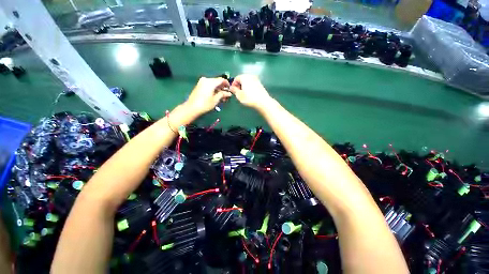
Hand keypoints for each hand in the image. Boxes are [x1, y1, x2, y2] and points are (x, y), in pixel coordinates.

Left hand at [186, 77, 231, 114]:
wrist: (192, 108)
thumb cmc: (205, 104)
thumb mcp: (216, 99)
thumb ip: (223, 94)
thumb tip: (229, 93)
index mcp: (210, 82)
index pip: (222, 80)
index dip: (227, 84)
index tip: (230, 90)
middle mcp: (206, 79)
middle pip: (217, 82)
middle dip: (223, 88)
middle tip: (227, 96)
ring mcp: (202, 82)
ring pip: (213, 84)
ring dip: (218, 90)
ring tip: (222, 98)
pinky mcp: (199, 86)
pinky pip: (209, 86)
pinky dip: (213, 90)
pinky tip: (216, 96)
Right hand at [230, 75, 271, 110]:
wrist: (263, 102)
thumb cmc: (249, 98)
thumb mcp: (239, 95)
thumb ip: (234, 90)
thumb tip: (231, 88)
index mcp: (244, 77)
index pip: (236, 78)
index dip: (233, 84)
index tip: (233, 91)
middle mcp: (251, 76)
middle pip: (242, 79)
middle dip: (239, 85)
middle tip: (238, 93)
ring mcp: (256, 80)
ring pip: (248, 82)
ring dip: (244, 86)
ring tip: (243, 94)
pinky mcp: (260, 84)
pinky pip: (252, 84)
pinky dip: (249, 88)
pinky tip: (250, 94)